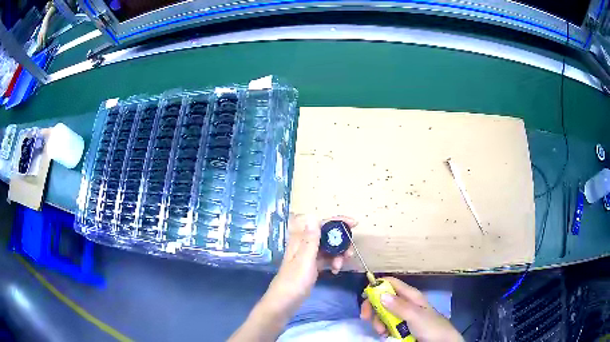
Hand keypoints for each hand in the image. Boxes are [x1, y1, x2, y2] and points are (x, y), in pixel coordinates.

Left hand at [262, 214, 357, 315]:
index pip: (321, 223)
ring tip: (340, 266)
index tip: (355, 224)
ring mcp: (308, 256)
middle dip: (341, 242)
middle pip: (327, 235)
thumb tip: (313, 215)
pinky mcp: (311, 266)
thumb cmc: (294, 281)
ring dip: (338, 254)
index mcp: (301, 239)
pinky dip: (333, 262)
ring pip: (328, 248)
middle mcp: (304, 244)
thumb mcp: (305, 260)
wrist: (284, 302)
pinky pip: (326, 259)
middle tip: (349, 254)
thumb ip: (310, 239)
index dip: (338, 221)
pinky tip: (335, 271)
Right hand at [360, 277, 462, 341]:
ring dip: (378, 321)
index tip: (364, 297)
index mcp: (410, 295)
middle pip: (383, 299)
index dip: (377, 286)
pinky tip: (384, 335)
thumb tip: (380, 294)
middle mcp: (405, 303)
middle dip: (373, 308)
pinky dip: (382, 328)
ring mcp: (403, 315)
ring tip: (381, 332)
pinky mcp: (402, 326)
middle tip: (366, 318)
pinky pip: (387, 324)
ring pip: (383, 313)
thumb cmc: (430, 326)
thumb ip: (398, 306)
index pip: (391, 283)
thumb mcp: (415, 316)